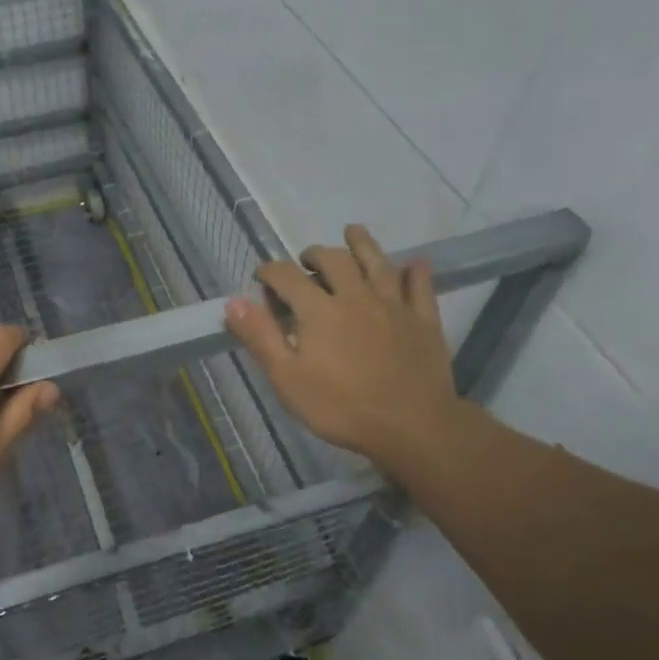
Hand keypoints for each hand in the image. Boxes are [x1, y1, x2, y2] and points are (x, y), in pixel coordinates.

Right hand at [224, 224, 463, 465]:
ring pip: (378, 263)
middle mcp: (356, 297)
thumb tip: (234, 301)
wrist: (412, 427)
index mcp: (319, 310)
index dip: (270, 271)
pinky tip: (415, 263)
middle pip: (335, 261)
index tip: (261, 277)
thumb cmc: (341, 407)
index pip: (287, 277)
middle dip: (315, 254)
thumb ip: (260, 337)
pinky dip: (416, 272)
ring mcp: (394, 306)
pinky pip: (421, 288)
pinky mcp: (424, 320)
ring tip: (352, 232)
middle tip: (306, 260)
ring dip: (363, 244)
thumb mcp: (287, 379)